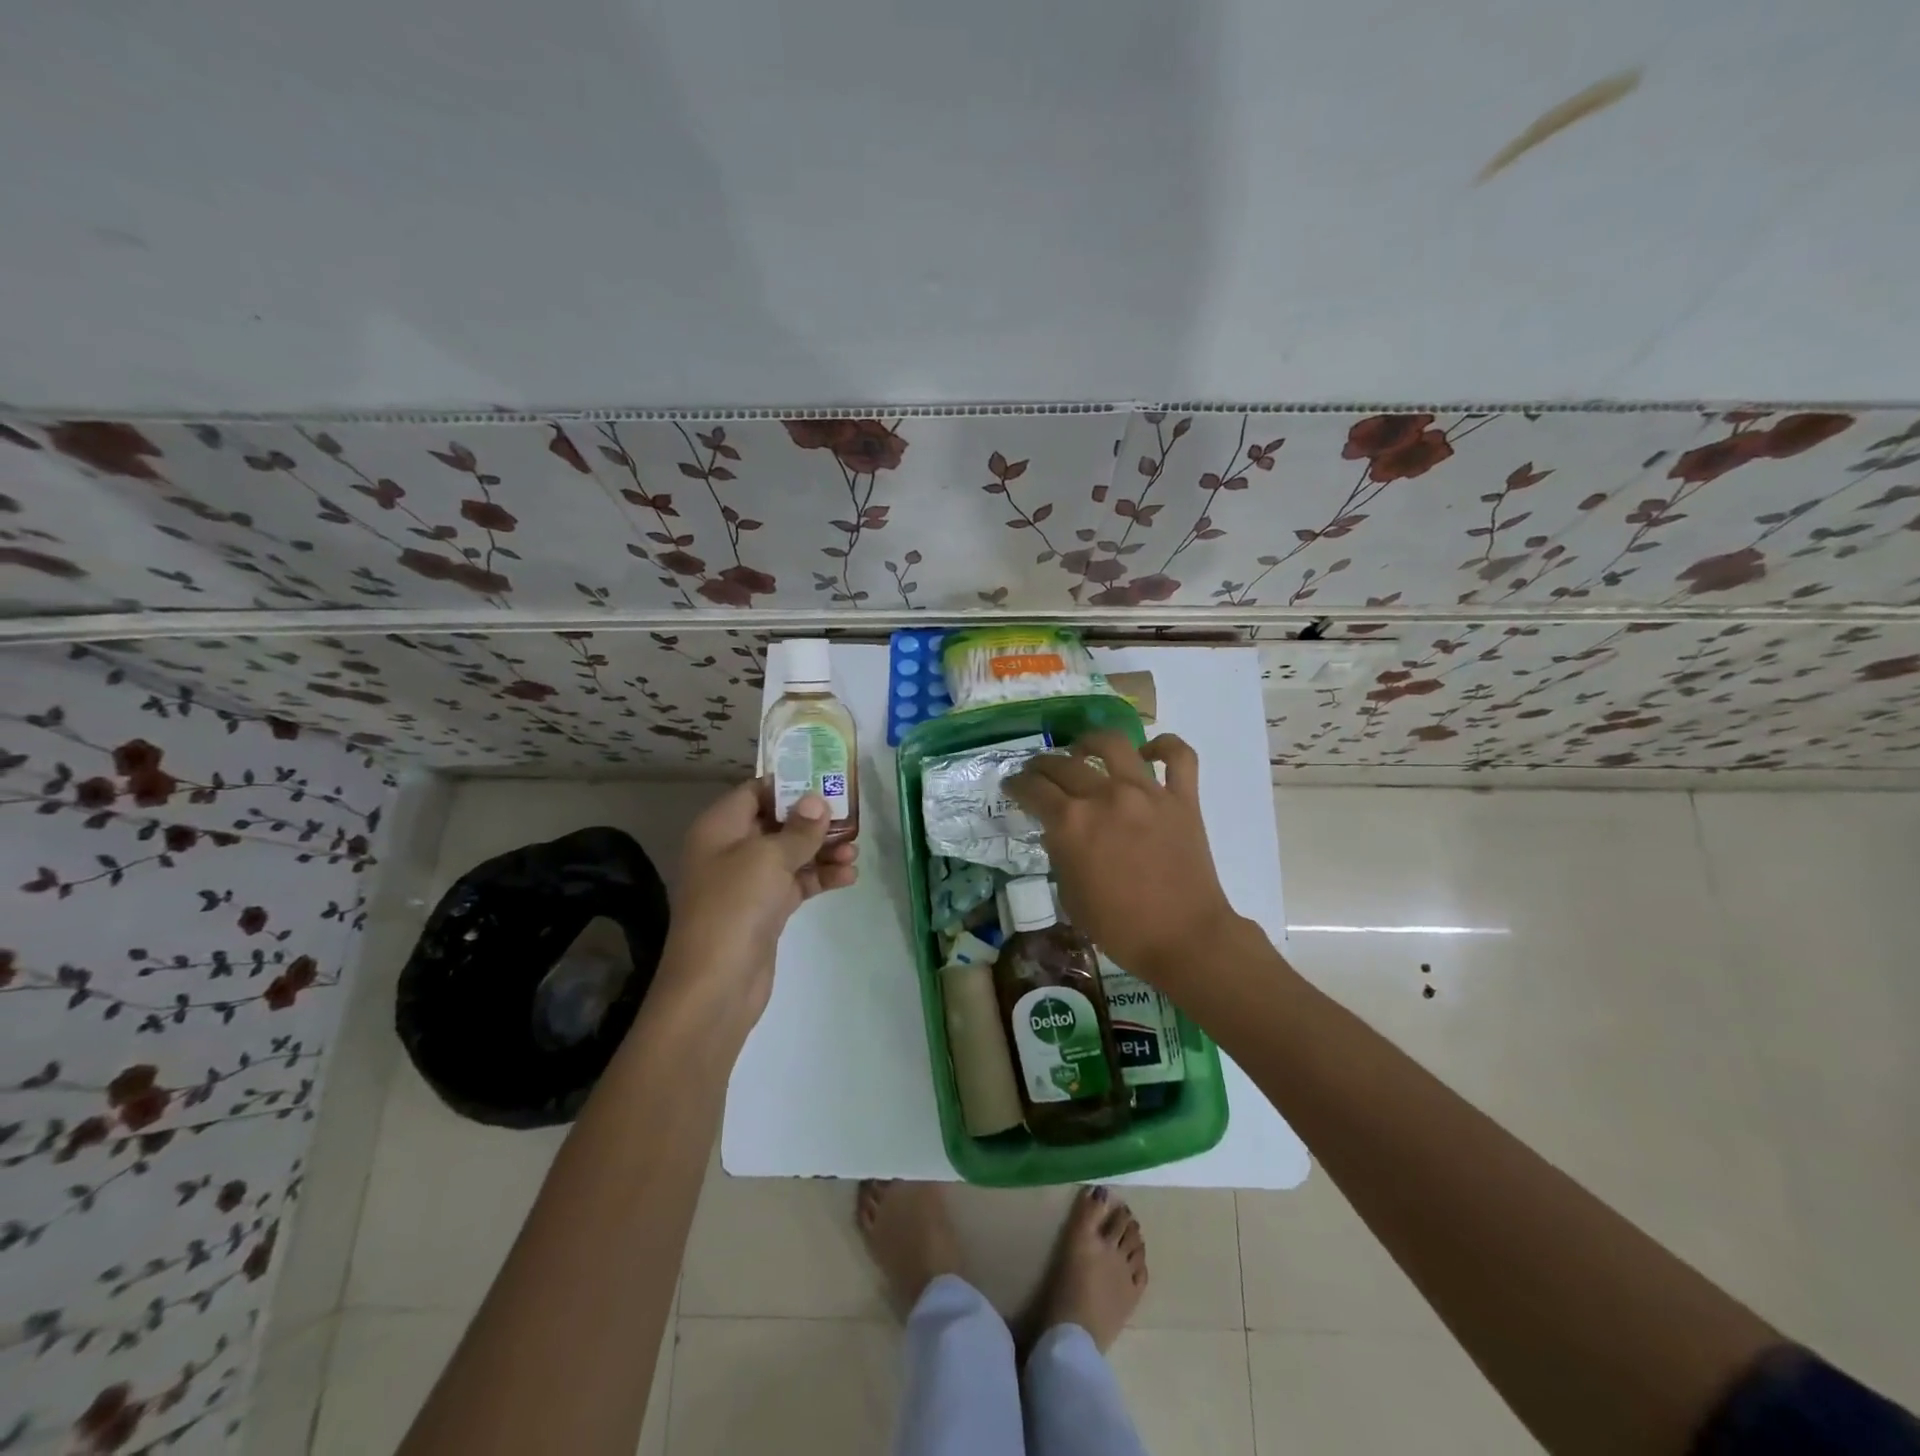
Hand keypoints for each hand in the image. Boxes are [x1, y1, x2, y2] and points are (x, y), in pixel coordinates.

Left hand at [657, 779, 858, 1026]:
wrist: (716, 984)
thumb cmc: (735, 906)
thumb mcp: (769, 858)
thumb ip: (799, 828)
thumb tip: (817, 800)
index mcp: (720, 828)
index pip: (755, 792)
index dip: (789, 785)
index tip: (826, 781)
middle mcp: (730, 850)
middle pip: (777, 822)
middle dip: (814, 820)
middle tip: (852, 817)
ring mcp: (748, 882)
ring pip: (790, 854)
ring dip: (822, 850)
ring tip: (855, 852)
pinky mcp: (764, 910)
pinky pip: (796, 883)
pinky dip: (819, 877)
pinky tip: (848, 876)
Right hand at [1006, 732, 1240, 990]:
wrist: (1184, 939)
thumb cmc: (1120, 927)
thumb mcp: (1071, 896)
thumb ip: (1059, 856)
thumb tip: (1057, 833)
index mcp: (1072, 823)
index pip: (1033, 789)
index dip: (1016, 786)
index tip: (1012, 787)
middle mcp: (1105, 796)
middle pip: (1063, 764)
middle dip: (1042, 766)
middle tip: (1038, 774)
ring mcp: (1147, 792)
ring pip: (1113, 744)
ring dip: (1090, 742)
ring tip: (1082, 750)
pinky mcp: (1183, 798)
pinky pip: (1178, 756)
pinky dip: (1164, 746)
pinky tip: (1148, 752)